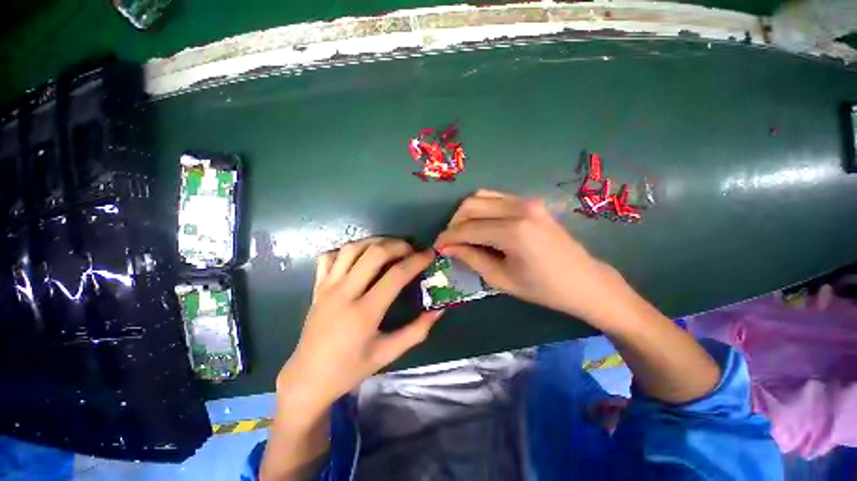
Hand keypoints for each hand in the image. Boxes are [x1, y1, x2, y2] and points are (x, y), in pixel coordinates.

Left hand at [276, 238, 442, 416]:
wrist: (308, 378)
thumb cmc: (350, 369)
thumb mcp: (388, 354)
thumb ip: (416, 331)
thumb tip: (438, 310)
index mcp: (364, 312)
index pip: (396, 275)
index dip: (416, 261)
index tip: (429, 254)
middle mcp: (344, 293)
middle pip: (374, 253)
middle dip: (397, 245)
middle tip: (411, 249)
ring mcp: (327, 287)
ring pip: (352, 248)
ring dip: (374, 242)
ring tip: (390, 247)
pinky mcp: (317, 287)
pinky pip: (330, 257)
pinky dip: (347, 250)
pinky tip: (360, 256)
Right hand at [435, 190, 629, 324]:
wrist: (585, 281)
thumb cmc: (543, 288)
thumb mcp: (501, 279)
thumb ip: (472, 259)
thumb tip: (448, 248)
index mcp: (513, 232)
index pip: (468, 229)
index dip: (448, 237)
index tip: (437, 247)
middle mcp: (519, 209)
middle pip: (471, 205)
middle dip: (454, 223)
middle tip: (450, 241)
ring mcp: (527, 202)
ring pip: (482, 196)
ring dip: (466, 213)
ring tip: (463, 233)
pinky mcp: (531, 202)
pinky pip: (496, 198)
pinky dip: (481, 209)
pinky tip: (481, 225)